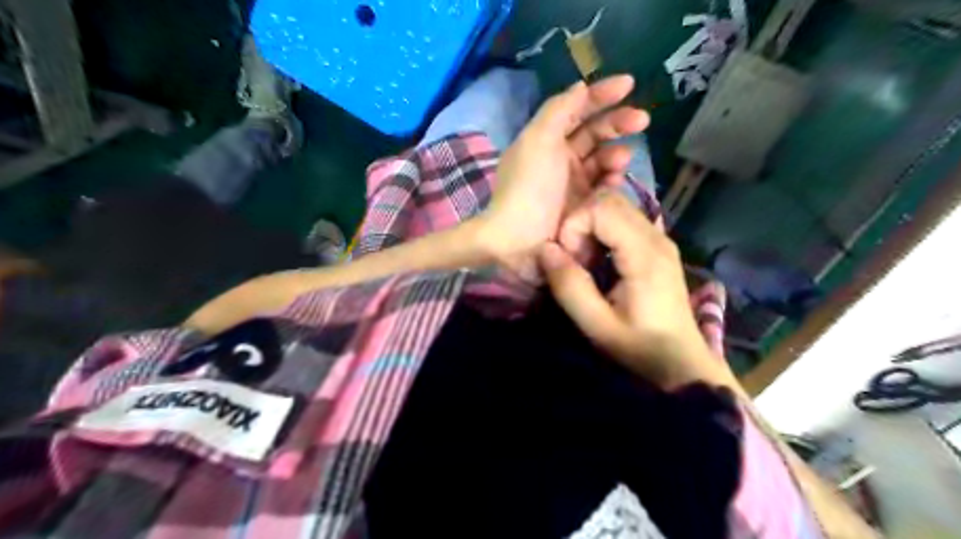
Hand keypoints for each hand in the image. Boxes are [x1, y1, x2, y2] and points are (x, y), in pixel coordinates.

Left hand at [481, 75, 651, 283]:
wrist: (520, 240)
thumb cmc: (527, 186)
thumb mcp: (537, 140)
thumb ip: (559, 109)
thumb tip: (581, 87)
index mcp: (546, 139)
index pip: (576, 109)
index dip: (601, 95)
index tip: (630, 84)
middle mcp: (560, 157)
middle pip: (595, 132)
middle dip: (618, 122)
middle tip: (642, 121)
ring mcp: (573, 183)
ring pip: (603, 159)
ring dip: (616, 154)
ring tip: (621, 160)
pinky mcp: (584, 206)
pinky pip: (604, 186)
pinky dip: (612, 179)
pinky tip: (616, 180)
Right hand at [538, 192, 732, 388]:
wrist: (680, 362)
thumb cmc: (639, 348)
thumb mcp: (597, 325)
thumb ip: (569, 286)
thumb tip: (545, 249)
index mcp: (645, 255)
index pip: (601, 208)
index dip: (574, 227)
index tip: (570, 261)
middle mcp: (657, 237)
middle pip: (610, 200)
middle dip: (581, 223)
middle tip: (576, 260)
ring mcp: (661, 239)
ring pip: (617, 206)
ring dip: (591, 227)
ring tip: (586, 262)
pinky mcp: (658, 246)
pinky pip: (624, 220)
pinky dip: (603, 232)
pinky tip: (600, 262)